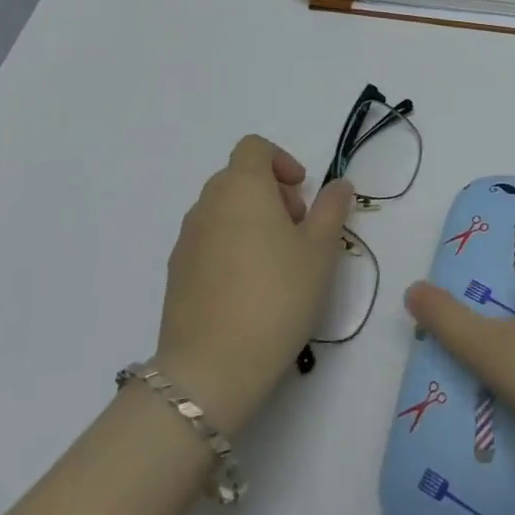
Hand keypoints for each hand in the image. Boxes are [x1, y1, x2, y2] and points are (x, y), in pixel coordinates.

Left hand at [153, 135, 354, 433]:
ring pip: (223, 211)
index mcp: (241, 188)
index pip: (254, 148)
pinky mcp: (176, 273)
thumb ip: (331, 209)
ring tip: (279, 262)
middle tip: (299, 229)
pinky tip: (251, 287)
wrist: (212, 367)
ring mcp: (186, 240)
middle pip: (239, 178)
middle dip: (272, 193)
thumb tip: (338, 184)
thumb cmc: (277, 295)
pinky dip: (232, 246)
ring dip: (252, 220)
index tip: (303, 193)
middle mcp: (207, 204)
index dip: (282, 160)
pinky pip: (209, 241)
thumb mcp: (320, 250)